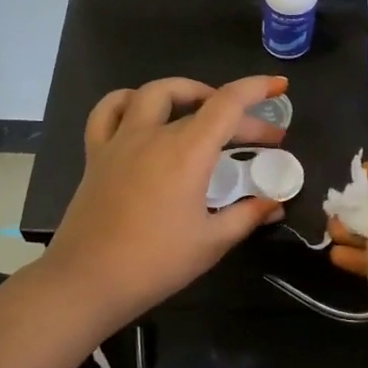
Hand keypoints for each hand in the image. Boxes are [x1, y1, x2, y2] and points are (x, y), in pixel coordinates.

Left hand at [45, 76, 289, 338]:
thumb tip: (274, 206)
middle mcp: (154, 134)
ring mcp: (121, 141)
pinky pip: (108, 112)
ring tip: (202, 107)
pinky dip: (128, 102)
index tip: (279, 86)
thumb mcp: (211, 242)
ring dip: (184, 92)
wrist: (87, 282)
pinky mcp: (97, 154)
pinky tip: (140, 112)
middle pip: (201, 103)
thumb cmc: (155, 262)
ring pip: (153, 94)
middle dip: (238, 114)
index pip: (228, 103)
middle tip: (262, 138)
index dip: (257, 89)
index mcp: (187, 151)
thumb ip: (247, 216)